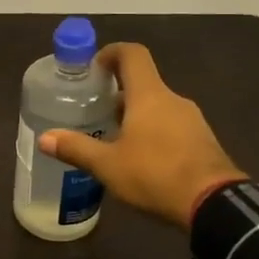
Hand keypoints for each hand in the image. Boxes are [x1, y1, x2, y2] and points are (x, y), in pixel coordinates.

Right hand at [38, 43, 245, 228]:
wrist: (215, 205)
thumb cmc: (155, 175)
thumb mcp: (108, 165)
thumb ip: (76, 148)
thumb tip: (44, 138)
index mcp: (149, 95)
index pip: (133, 54)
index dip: (112, 53)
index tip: (94, 67)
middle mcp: (173, 100)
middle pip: (143, 83)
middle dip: (118, 94)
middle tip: (95, 112)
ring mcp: (193, 120)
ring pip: (158, 107)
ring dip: (136, 115)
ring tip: (114, 140)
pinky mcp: (204, 142)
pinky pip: (173, 127)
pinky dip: (154, 133)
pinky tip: (141, 160)